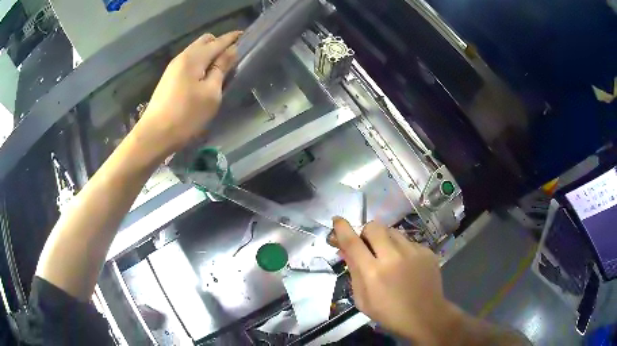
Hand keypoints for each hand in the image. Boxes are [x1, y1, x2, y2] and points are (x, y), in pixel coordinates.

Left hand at [134, 31, 241, 157]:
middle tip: (232, 57)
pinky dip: (200, 62)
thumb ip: (222, 68)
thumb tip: (232, 50)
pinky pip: (188, 61)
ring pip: (195, 50)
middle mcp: (183, 57)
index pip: (218, 41)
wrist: (155, 135)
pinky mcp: (169, 77)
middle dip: (220, 43)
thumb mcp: (211, 93)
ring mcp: (173, 67)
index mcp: (194, 58)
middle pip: (205, 41)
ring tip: (220, 67)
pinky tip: (204, 75)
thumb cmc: (186, 116)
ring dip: (209, 53)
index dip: (233, 38)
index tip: (245, 36)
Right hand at [333, 218, 456, 343]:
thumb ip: (354, 272)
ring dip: (385, 240)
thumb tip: (345, 250)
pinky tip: (406, 264)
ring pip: (392, 231)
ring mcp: (413, 252)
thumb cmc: (389, 313)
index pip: (353, 242)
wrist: (425, 316)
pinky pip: (408, 241)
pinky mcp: (427, 251)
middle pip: (374, 227)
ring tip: (389, 256)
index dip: (342, 228)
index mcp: (373, 272)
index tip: (337, 220)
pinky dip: (402, 249)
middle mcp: (393, 256)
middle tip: (368, 246)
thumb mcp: (362, 299)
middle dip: (366, 233)